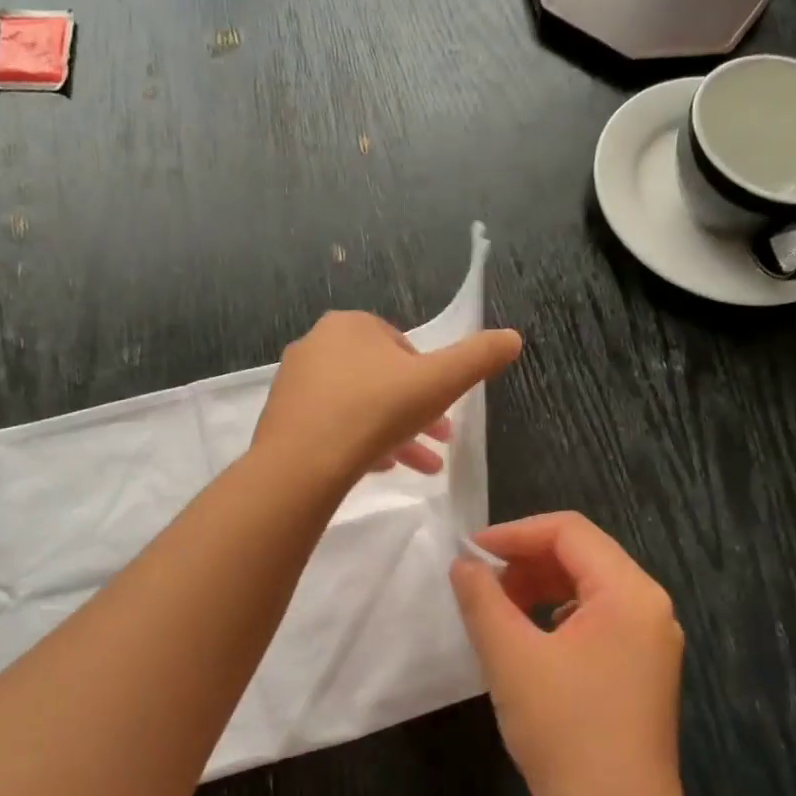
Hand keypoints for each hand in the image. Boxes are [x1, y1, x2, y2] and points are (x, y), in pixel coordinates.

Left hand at [254, 311, 521, 482]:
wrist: (302, 463)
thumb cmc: (376, 411)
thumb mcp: (439, 382)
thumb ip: (477, 358)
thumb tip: (513, 337)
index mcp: (351, 326)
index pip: (401, 347)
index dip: (430, 379)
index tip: (445, 410)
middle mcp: (316, 346)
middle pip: (380, 379)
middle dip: (416, 412)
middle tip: (440, 442)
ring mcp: (295, 384)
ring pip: (357, 406)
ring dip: (393, 433)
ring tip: (421, 467)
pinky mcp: (282, 420)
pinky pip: (330, 426)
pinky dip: (359, 443)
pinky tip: (380, 469)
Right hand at [450, 513, 687, 795]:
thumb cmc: (565, 735)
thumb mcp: (511, 659)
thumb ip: (483, 600)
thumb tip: (464, 564)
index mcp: (629, 593)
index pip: (569, 531)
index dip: (514, 533)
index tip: (469, 553)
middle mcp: (650, 607)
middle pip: (583, 555)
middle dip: (526, 560)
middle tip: (480, 585)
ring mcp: (651, 640)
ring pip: (589, 588)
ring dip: (539, 587)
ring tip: (499, 611)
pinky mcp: (643, 669)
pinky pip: (597, 619)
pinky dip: (557, 615)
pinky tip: (530, 641)